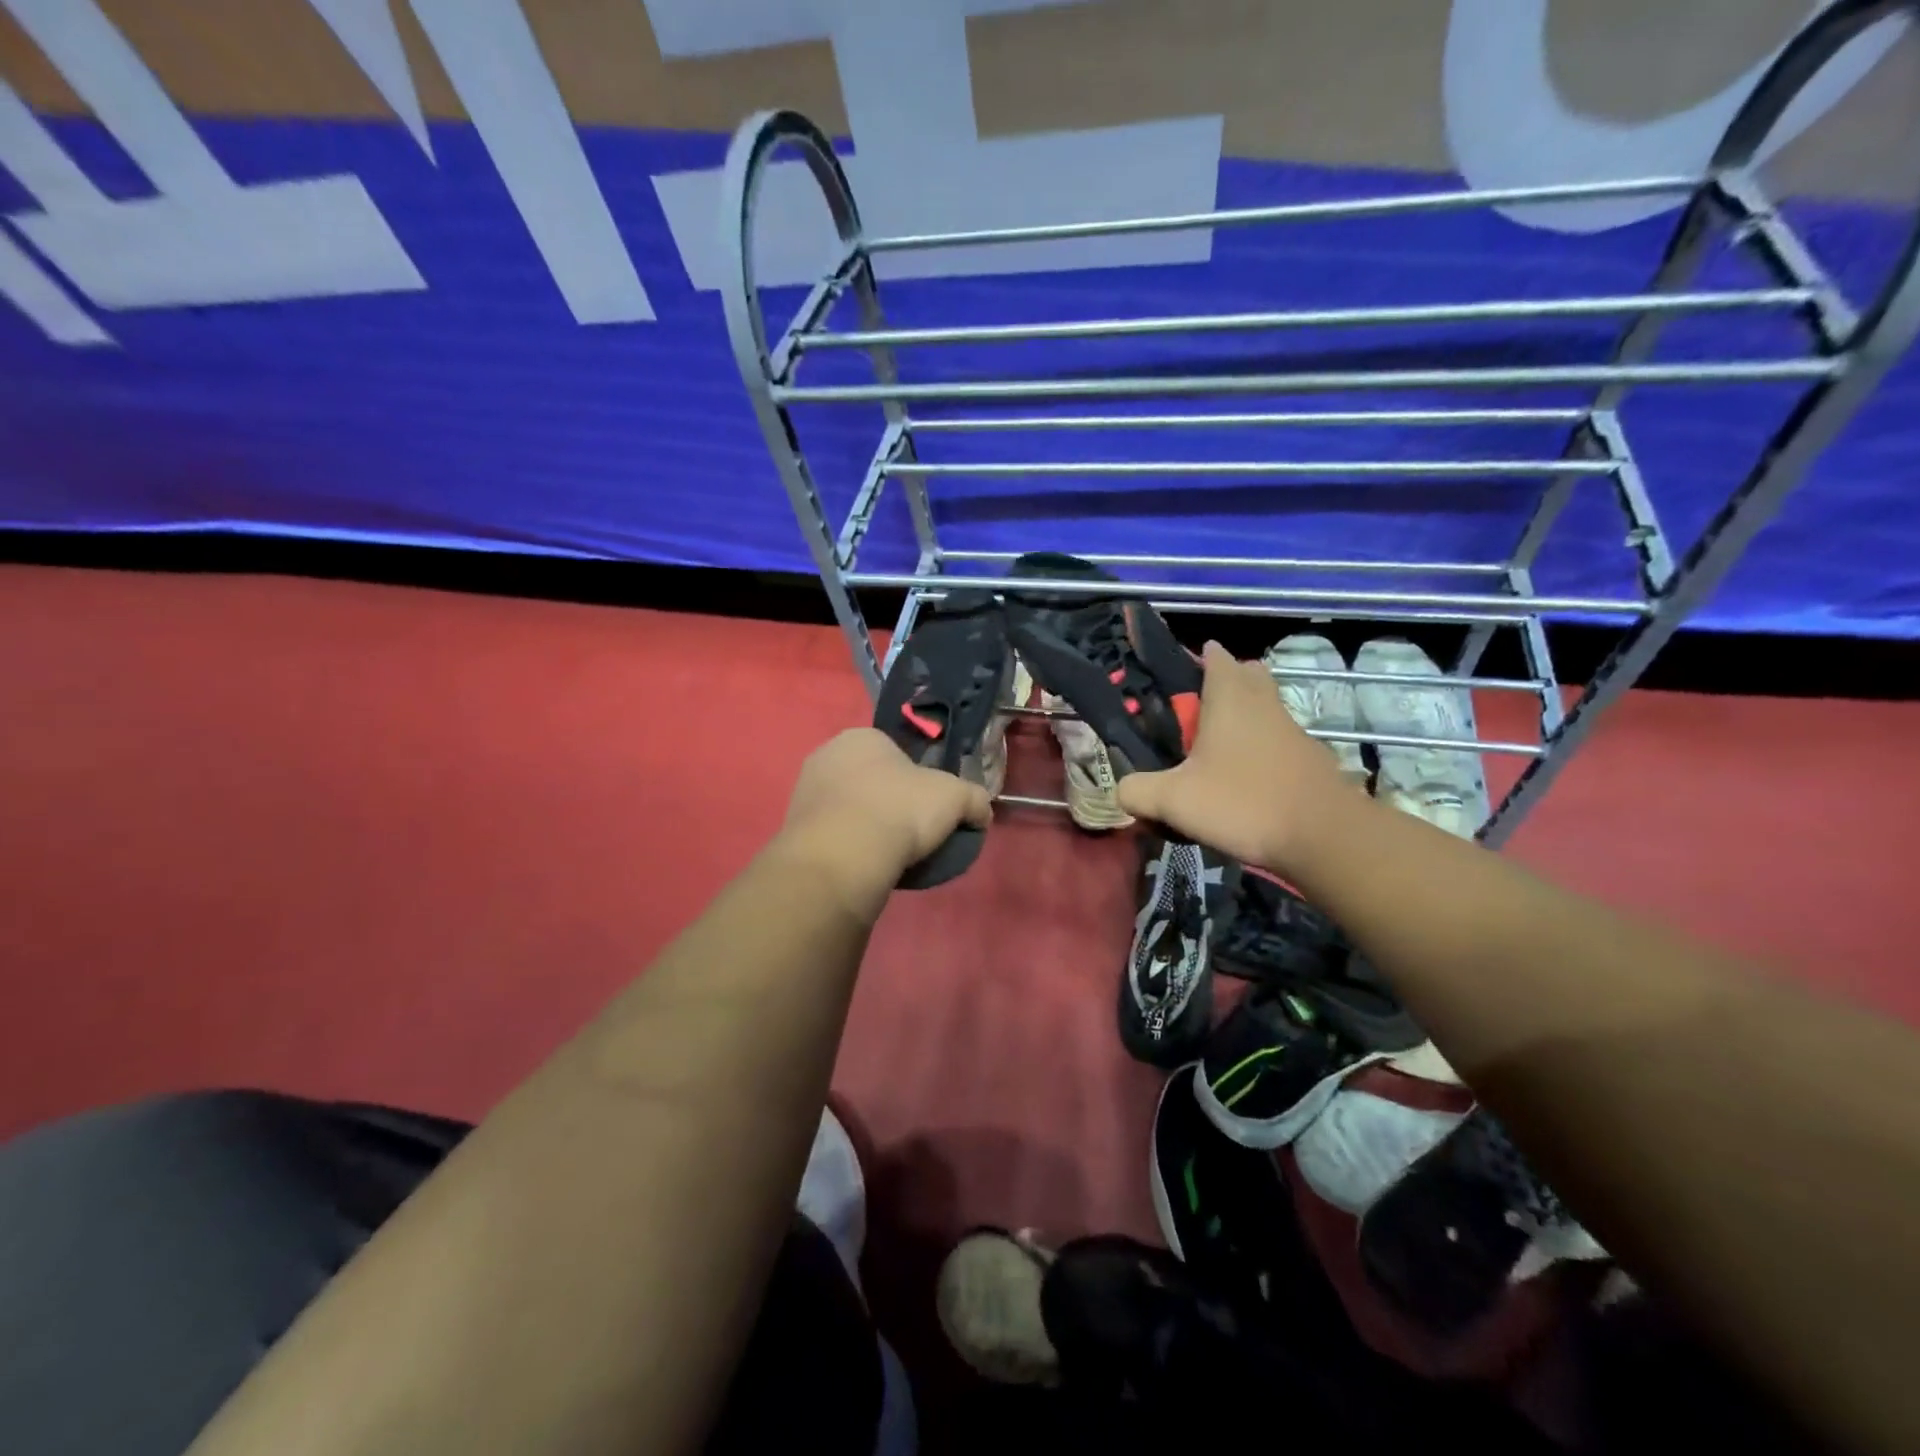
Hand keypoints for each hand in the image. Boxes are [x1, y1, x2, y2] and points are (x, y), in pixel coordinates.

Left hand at [777, 728, 993, 913]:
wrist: (843, 857)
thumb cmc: (899, 810)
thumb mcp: (955, 798)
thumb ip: (974, 799)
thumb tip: (982, 811)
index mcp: (862, 736)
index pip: (896, 753)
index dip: (917, 781)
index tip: (928, 808)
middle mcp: (826, 754)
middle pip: (870, 778)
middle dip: (888, 801)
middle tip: (910, 832)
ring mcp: (805, 790)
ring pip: (848, 806)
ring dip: (866, 824)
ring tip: (887, 854)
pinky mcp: (792, 826)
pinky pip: (831, 832)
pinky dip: (847, 845)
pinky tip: (862, 864)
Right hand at [1116, 642, 1363, 872]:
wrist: (1325, 837)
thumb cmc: (1243, 802)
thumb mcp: (1174, 800)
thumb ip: (1137, 791)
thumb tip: (1121, 791)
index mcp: (1230, 697)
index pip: (1215, 656)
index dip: (1196, 659)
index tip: (1176, 674)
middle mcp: (1264, 703)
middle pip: (1247, 675)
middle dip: (1225, 682)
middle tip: (1197, 710)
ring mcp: (1294, 730)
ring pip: (1265, 708)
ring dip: (1244, 718)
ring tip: (1214, 751)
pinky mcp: (1311, 759)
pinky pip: (1279, 741)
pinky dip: (1261, 750)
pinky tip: (1244, 781)